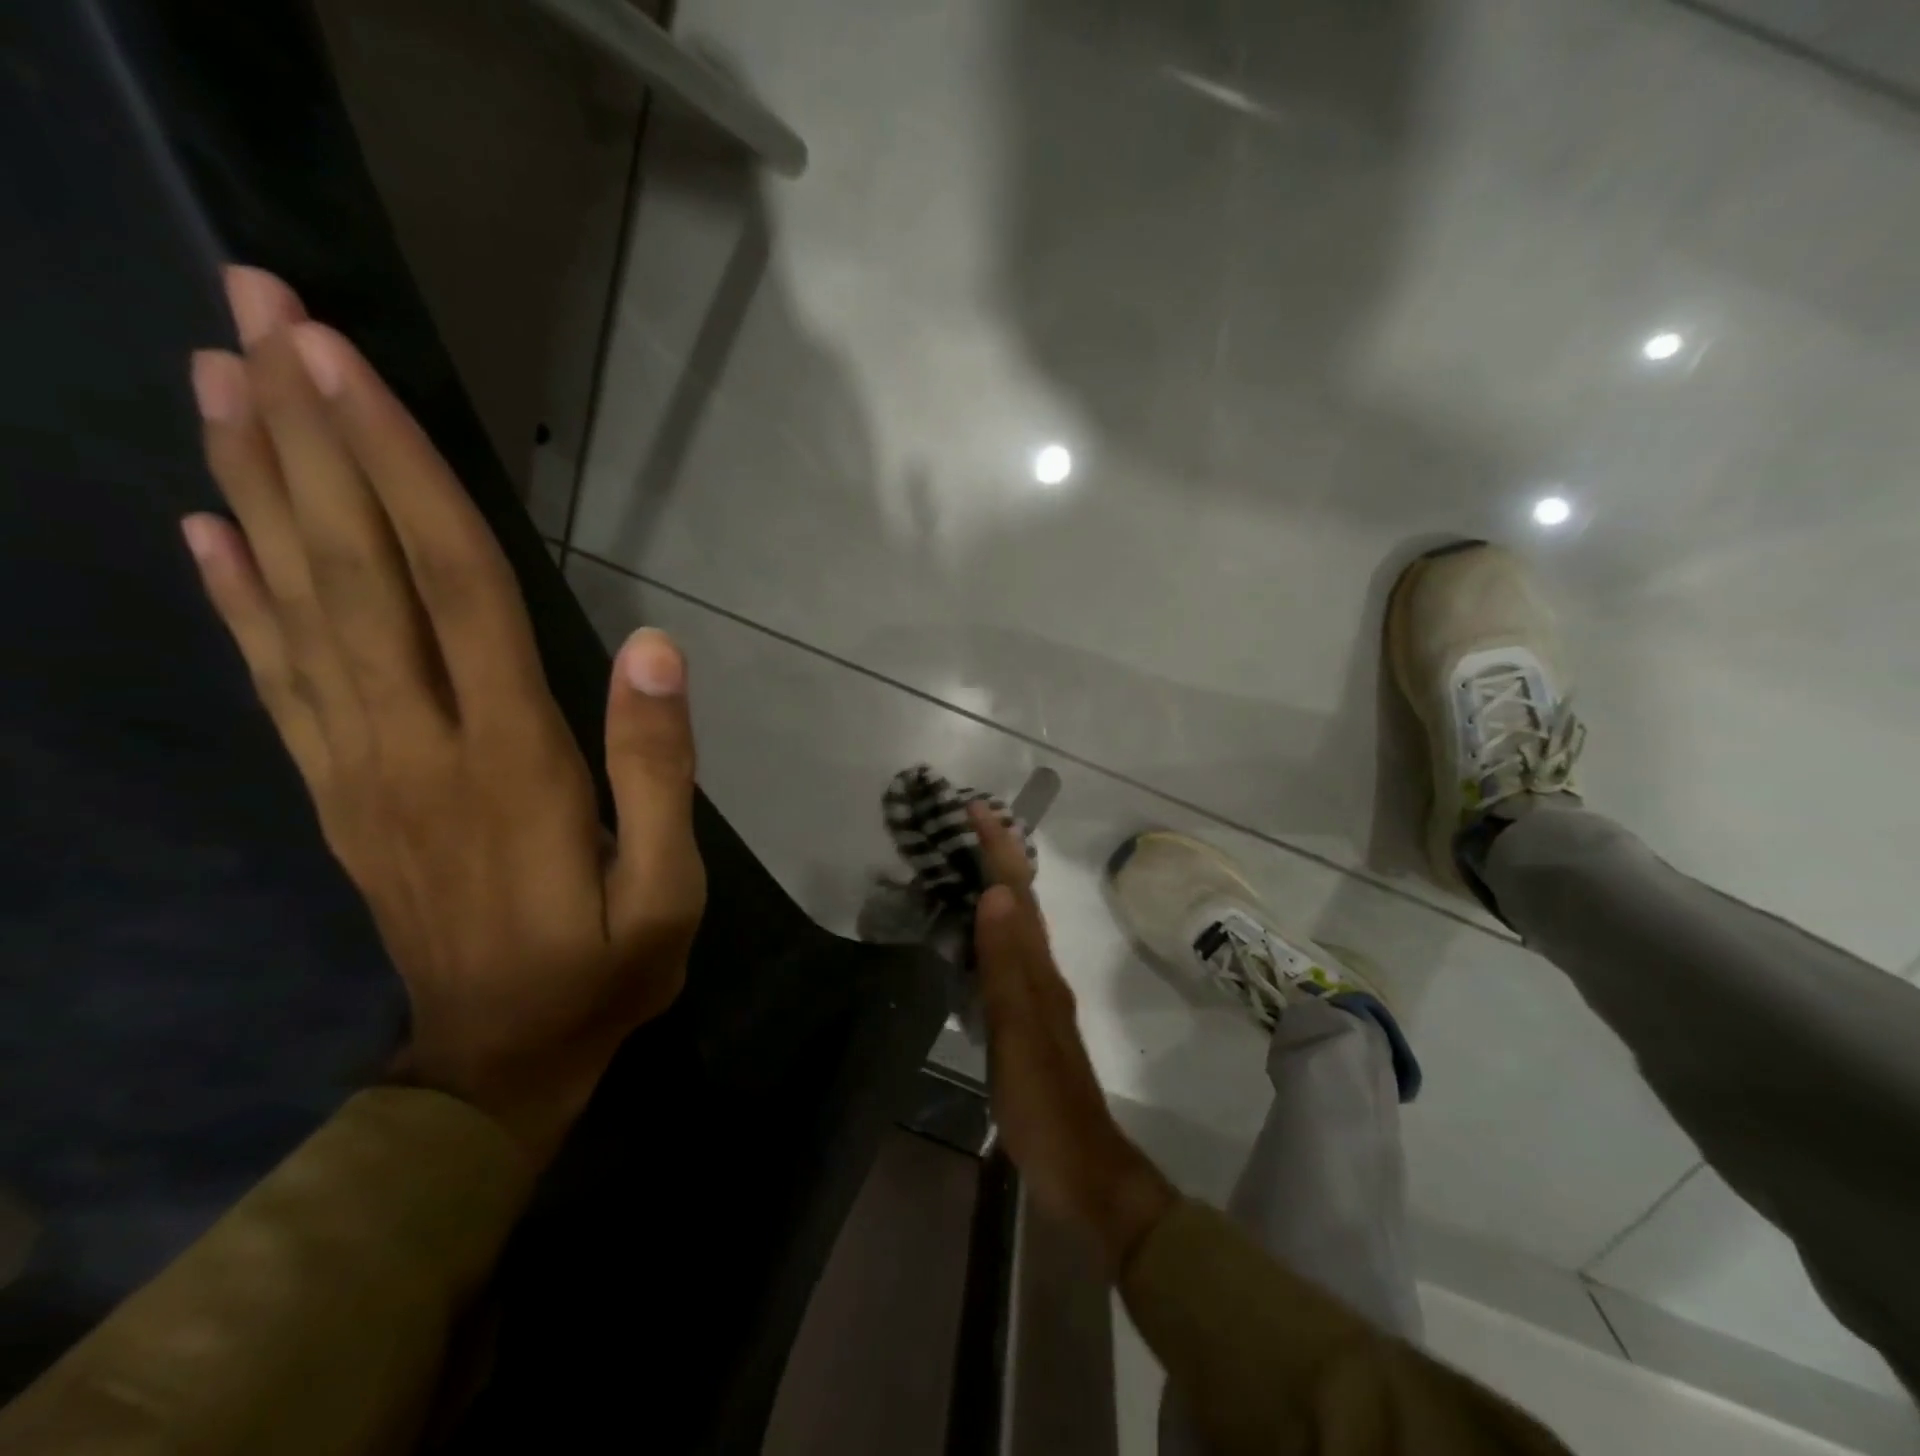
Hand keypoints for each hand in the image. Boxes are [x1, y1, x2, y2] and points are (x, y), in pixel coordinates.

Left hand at [183, 267, 705, 1164]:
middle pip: (355, 573)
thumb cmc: (604, 969)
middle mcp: (416, 744)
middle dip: (310, 439)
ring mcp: (361, 768)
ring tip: (223, 382)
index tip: (349, 368)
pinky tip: (210, 531)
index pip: (454, 590)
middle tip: (260, 314)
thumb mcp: (667, 887)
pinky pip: (278, 681)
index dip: (402, 477)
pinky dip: (238, 599)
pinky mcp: (340, 794)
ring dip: (260, 490)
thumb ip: (657, 768)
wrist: (501, 1062)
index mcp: (510, 761)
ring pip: (299, 610)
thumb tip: (650, 651)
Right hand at [969, 804, 1174, 1273]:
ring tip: (963, 865)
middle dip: (998, 858)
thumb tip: (995, 894)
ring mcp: (1036, 997)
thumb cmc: (1044, 1100)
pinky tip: (973, 937)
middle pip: (1020, 902)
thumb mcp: (1019, 1031)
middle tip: (966, 826)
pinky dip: (989, 931)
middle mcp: (1041, 972)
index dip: (1000, 850)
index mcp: (1038, 969)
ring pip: (1015, 926)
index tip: (977, 810)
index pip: (1017, 895)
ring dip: (995, 889)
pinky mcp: (1026, 1021)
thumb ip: (1005, 964)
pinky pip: (1005, 957)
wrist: (1081, 1168)